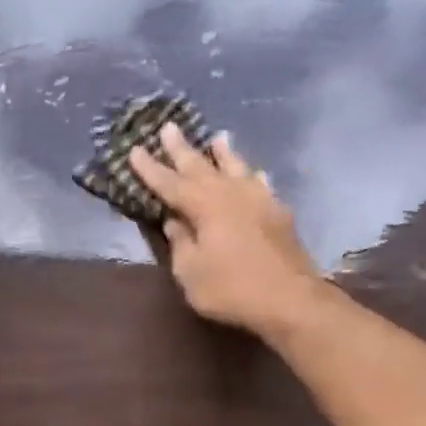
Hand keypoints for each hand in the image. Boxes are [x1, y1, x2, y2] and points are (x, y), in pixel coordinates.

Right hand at [129, 123, 323, 338]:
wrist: (290, 299)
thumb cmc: (231, 289)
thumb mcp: (190, 272)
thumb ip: (180, 242)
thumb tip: (174, 220)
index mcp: (203, 206)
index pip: (169, 183)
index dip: (150, 168)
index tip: (135, 149)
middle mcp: (230, 194)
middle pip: (201, 166)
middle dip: (182, 149)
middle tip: (170, 126)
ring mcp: (259, 200)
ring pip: (236, 168)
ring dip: (224, 153)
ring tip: (218, 136)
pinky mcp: (279, 213)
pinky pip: (261, 185)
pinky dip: (253, 176)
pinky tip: (255, 174)